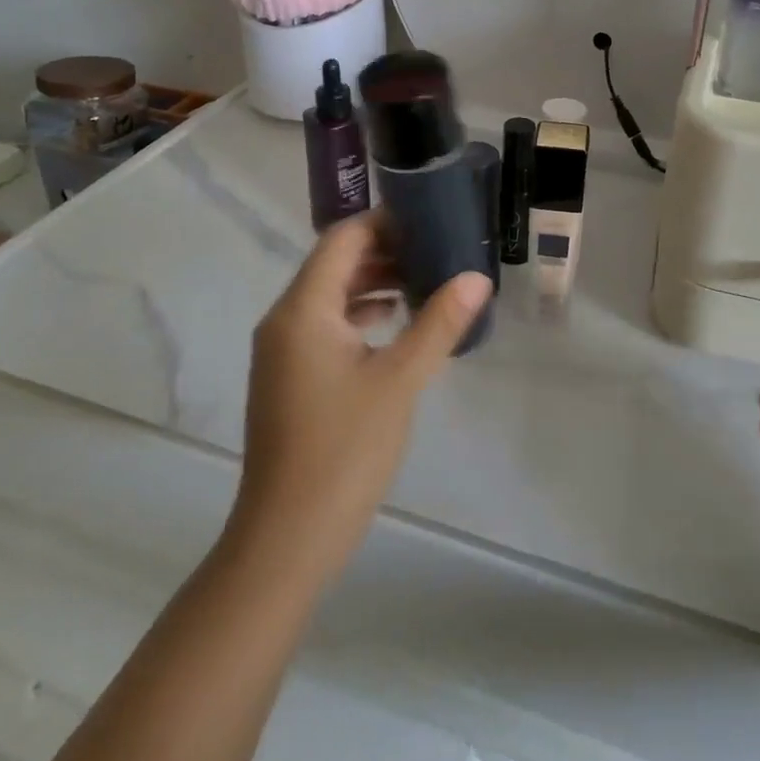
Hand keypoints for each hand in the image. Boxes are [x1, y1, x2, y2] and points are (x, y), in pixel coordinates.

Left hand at [232, 212, 491, 587]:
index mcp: (303, 309)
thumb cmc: (344, 450)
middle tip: (436, 250)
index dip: (384, 224)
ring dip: (374, 283)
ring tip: (425, 282)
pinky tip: (396, 326)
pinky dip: (360, 315)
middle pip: (334, 263)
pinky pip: (326, 326)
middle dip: (384, 252)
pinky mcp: (289, 378)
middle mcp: (284, 320)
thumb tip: (476, 277)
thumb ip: (438, 323)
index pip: (342, 239)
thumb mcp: (400, 381)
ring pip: (330, 296)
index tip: (429, 221)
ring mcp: (282, 351)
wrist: (287, 539)